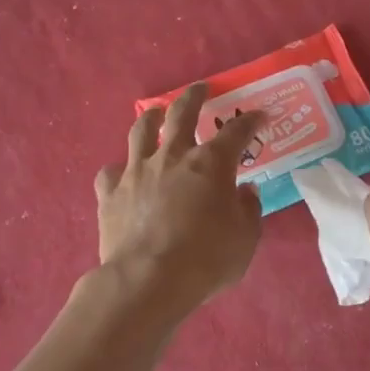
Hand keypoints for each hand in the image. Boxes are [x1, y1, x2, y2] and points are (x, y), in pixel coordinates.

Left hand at [95, 84, 265, 320]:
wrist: (147, 281)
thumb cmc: (206, 259)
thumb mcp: (245, 238)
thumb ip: (248, 210)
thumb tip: (244, 192)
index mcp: (211, 163)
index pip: (237, 132)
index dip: (250, 121)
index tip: (259, 116)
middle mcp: (172, 156)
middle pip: (182, 113)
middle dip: (194, 96)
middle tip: (200, 89)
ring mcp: (137, 171)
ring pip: (141, 130)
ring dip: (152, 117)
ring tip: (157, 112)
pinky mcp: (110, 193)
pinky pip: (111, 171)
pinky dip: (120, 168)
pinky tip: (124, 172)